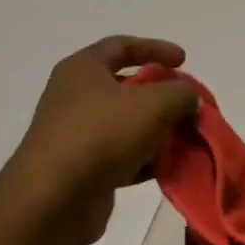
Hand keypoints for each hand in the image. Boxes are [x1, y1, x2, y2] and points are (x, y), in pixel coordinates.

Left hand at [6, 36, 198, 244]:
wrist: (55, 199)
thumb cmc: (102, 134)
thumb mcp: (154, 104)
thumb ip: (180, 93)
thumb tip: (189, 98)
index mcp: (83, 69)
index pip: (121, 45)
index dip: (155, 48)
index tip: (183, 60)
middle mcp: (75, 97)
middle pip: (126, 88)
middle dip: (162, 97)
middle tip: (189, 107)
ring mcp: (77, 135)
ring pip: (126, 126)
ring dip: (158, 132)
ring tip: (186, 140)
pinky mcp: (83, 169)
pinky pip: (121, 157)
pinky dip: (145, 161)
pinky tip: (168, 169)